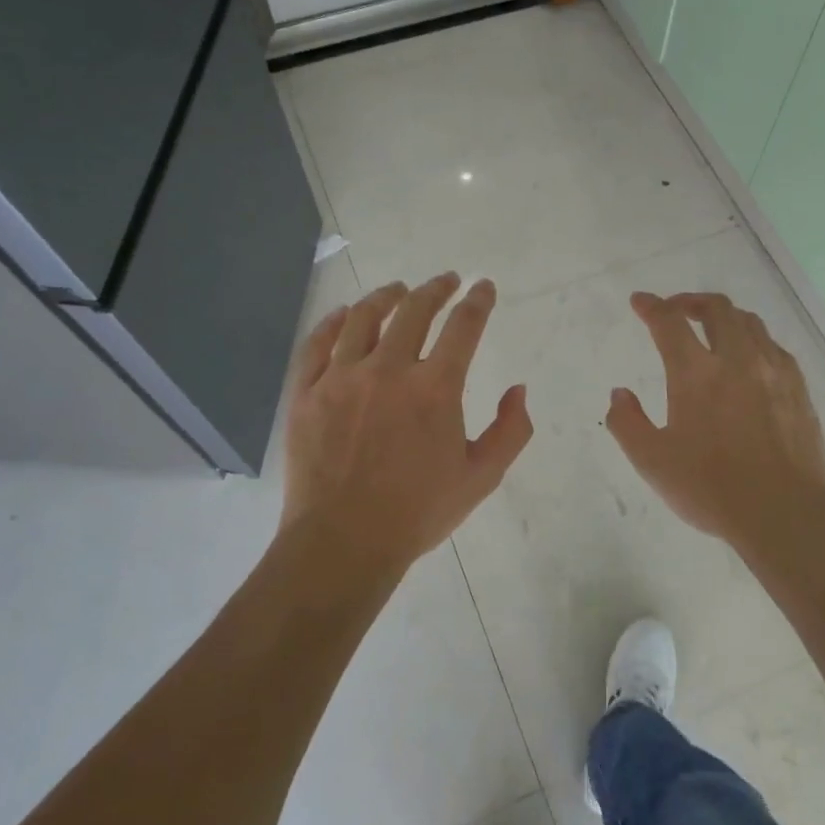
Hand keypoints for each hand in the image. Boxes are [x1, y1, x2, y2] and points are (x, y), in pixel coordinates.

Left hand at [281, 273, 532, 582]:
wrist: (343, 543)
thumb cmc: (417, 513)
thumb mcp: (481, 478)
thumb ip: (510, 430)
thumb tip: (518, 389)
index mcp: (435, 389)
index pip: (463, 327)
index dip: (477, 301)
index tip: (483, 287)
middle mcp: (388, 370)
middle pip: (413, 310)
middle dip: (436, 288)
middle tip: (446, 281)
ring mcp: (341, 378)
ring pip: (363, 318)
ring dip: (385, 296)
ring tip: (397, 290)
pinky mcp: (306, 393)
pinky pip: (317, 344)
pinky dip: (333, 322)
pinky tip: (343, 315)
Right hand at [606, 291, 824, 558]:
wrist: (784, 513)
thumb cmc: (710, 488)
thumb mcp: (652, 462)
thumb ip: (627, 422)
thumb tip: (620, 394)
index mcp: (696, 374)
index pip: (669, 322)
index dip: (651, 306)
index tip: (639, 302)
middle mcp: (737, 360)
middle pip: (717, 309)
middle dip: (691, 302)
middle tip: (676, 312)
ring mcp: (773, 372)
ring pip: (750, 323)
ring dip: (725, 317)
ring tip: (712, 330)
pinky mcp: (799, 390)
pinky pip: (775, 348)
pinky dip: (754, 341)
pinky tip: (750, 361)